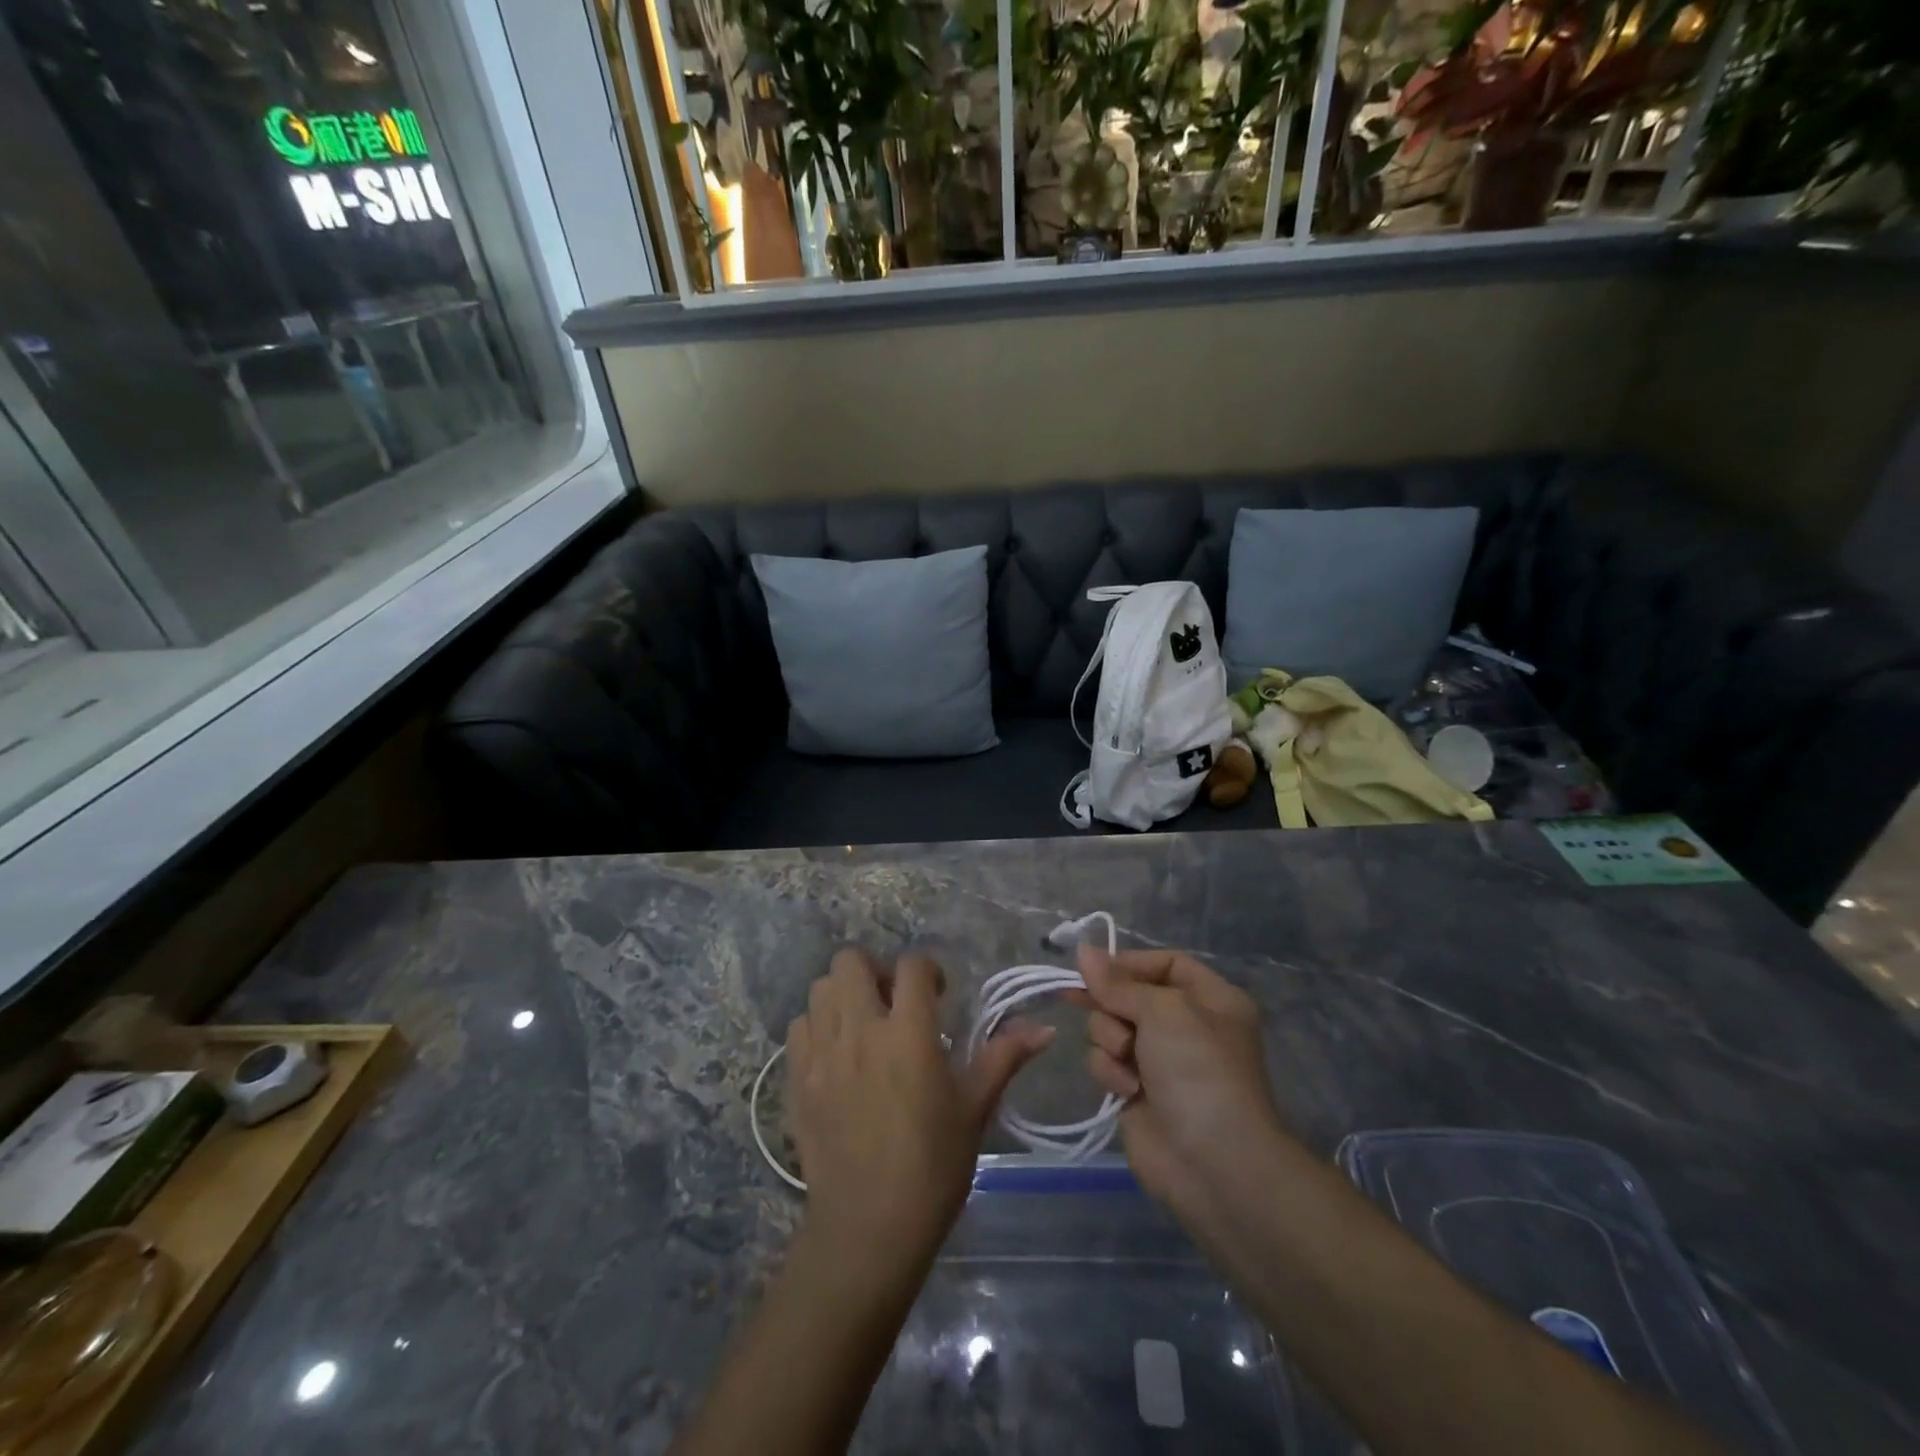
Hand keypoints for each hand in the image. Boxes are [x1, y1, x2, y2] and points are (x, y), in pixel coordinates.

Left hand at [786, 948, 1052, 1279]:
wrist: (868, 1228)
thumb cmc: (932, 1167)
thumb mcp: (974, 1109)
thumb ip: (1004, 1057)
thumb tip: (1045, 1028)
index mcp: (908, 1034)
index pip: (912, 966)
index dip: (927, 971)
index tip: (938, 996)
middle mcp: (860, 1031)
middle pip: (851, 961)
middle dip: (875, 971)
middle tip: (893, 1003)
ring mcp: (822, 1053)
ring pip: (821, 987)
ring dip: (843, 995)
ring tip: (863, 1026)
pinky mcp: (796, 1078)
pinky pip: (800, 1026)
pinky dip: (817, 1026)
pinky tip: (836, 1054)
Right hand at [1075, 946, 1289, 1221]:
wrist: (1213, 1163)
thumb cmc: (1198, 1070)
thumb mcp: (1163, 1011)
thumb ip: (1118, 982)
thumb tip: (1083, 950)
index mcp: (1210, 999)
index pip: (1164, 963)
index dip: (1129, 963)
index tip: (1093, 968)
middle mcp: (1185, 1026)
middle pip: (1129, 995)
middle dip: (1113, 1006)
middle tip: (1096, 1009)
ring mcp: (1160, 1061)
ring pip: (1110, 1027)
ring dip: (1110, 1040)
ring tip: (1128, 1061)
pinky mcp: (1136, 1091)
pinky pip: (1106, 1062)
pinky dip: (1110, 1072)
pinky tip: (1127, 1090)